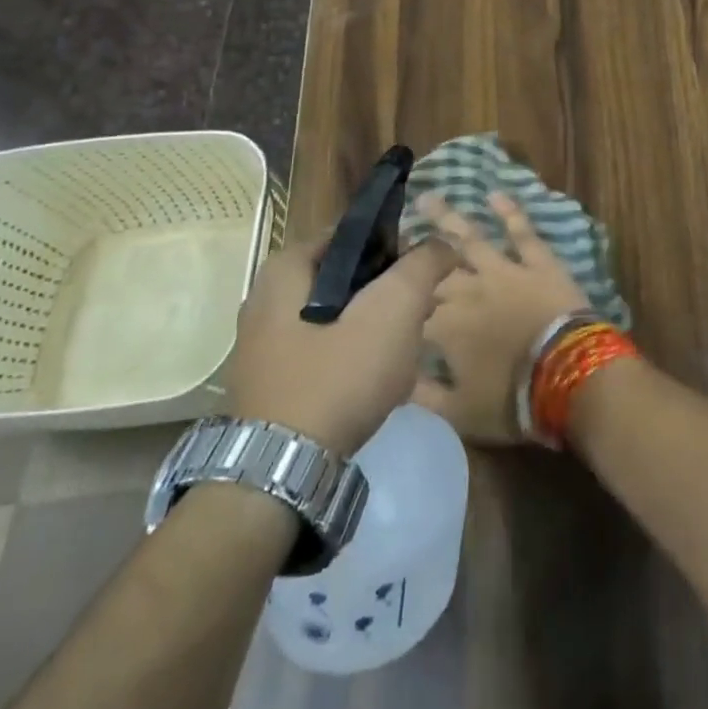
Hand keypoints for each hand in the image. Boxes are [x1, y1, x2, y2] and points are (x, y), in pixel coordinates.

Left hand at [226, 236, 457, 456]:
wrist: (280, 474)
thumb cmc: (336, 377)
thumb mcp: (392, 310)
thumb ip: (422, 266)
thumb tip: (442, 243)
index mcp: (285, 269)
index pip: (352, 235)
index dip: (396, 245)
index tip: (425, 270)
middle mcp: (265, 300)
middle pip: (346, 277)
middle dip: (389, 291)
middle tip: (423, 310)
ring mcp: (265, 346)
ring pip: (338, 317)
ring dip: (377, 326)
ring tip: (408, 348)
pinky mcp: (272, 383)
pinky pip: (324, 352)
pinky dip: (354, 356)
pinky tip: (379, 380)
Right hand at [413, 192, 592, 442]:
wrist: (568, 376)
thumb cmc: (512, 401)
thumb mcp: (458, 414)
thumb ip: (421, 395)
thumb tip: (394, 378)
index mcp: (444, 327)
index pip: (412, 309)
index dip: (396, 300)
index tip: (380, 289)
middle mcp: (468, 290)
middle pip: (434, 269)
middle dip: (414, 254)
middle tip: (397, 234)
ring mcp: (504, 271)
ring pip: (470, 238)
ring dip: (448, 218)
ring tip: (428, 197)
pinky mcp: (538, 262)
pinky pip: (522, 232)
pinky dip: (510, 212)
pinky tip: (496, 194)